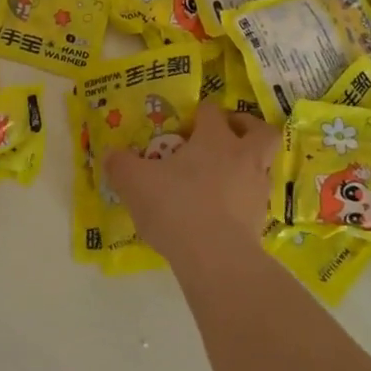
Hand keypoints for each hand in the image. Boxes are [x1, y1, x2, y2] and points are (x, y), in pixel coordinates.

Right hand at [104, 101, 278, 268]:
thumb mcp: (135, 183)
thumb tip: (110, 154)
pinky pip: (254, 199)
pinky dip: (242, 198)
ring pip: (261, 166)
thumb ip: (120, 164)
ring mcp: (257, 189)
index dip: (200, 113)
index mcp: (215, 139)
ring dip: (246, 165)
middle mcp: (242, 157)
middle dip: (246, 127)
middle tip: (227, 134)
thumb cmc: (176, 207)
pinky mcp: (260, 220)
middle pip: (260, 131)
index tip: (185, 124)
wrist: (216, 259)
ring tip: (220, 178)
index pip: (212, 111)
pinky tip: (220, 210)